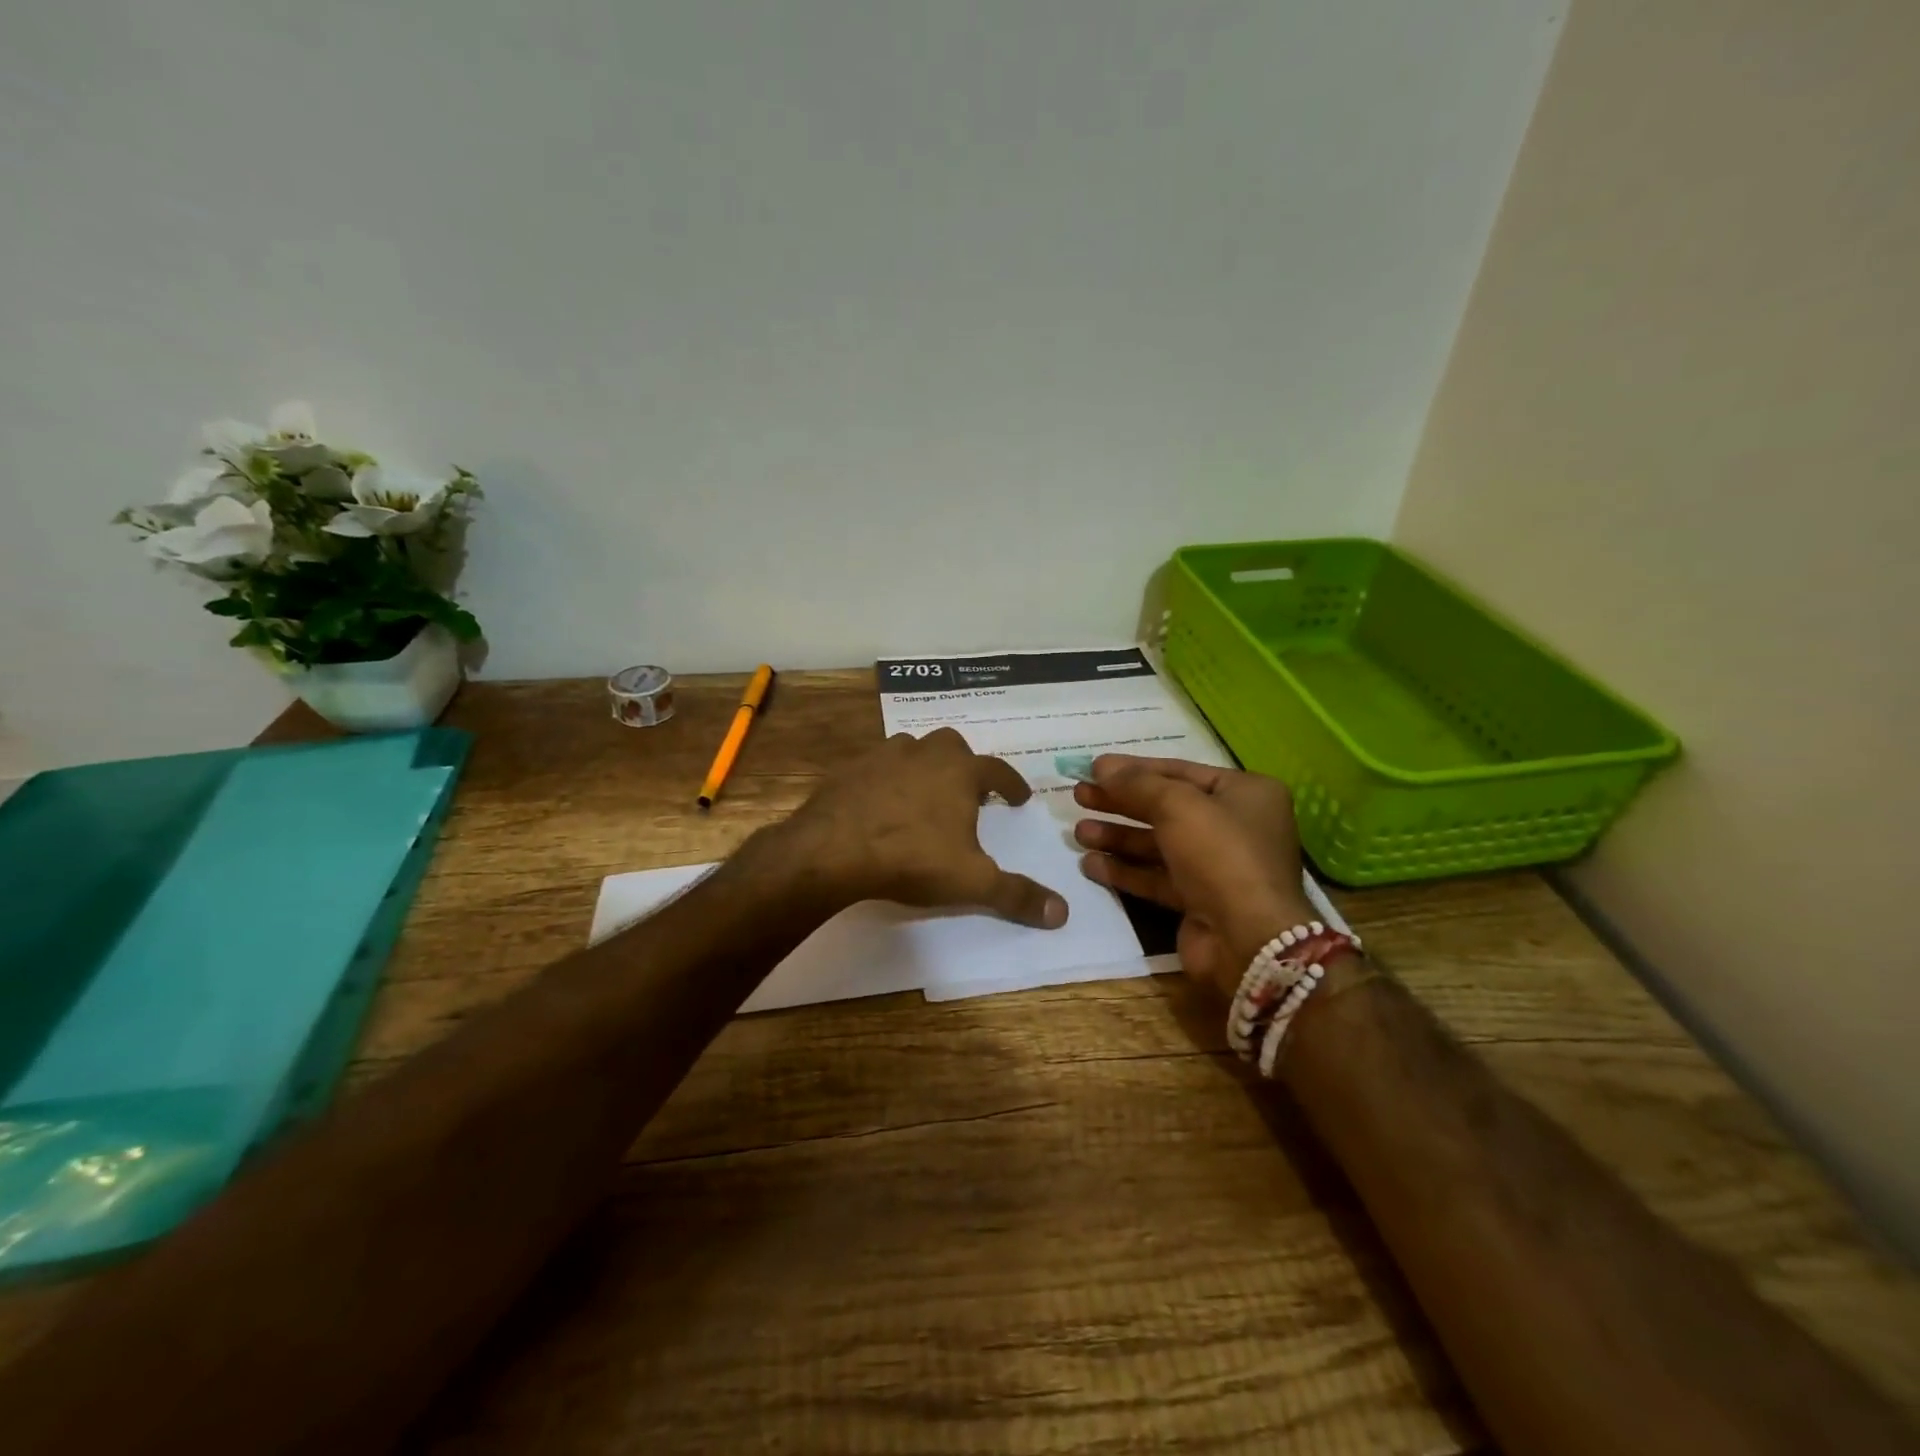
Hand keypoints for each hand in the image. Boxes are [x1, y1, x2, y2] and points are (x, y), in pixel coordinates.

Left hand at [773, 727, 1068, 928]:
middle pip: (952, 746)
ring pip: (912, 749)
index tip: (1018, 798)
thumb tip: (1063, 913)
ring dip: (923, 766)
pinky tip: (881, 804)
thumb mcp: (972, 882)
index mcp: (959, 772)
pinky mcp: (848, 769)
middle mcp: (923, 753)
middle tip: (968, 792)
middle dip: (964, 766)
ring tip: (924, 795)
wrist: (832, 851)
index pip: (997, 770)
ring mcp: (882, 756)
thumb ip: (1017, 895)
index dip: (1011, 784)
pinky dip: (885, 779)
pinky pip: (875, 766)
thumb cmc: (912, 859)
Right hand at [1072, 755, 1312, 997]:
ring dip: (1118, 837)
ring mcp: (1217, 866)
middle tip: (1079, 796)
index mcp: (1246, 793)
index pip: (1180, 771)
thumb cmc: (1220, 854)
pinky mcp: (1199, 900)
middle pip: (1166, 807)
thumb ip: (1136, 783)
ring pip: (1158, 844)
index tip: (1094, 767)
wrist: (1247, 939)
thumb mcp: (1177, 805)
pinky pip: (1156, 877)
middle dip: (1120, 803)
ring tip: (1078, 833)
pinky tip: (1090, 864)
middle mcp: (1235, 826)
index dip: (1135, 769)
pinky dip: (1125, 870)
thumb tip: (1101, 766)